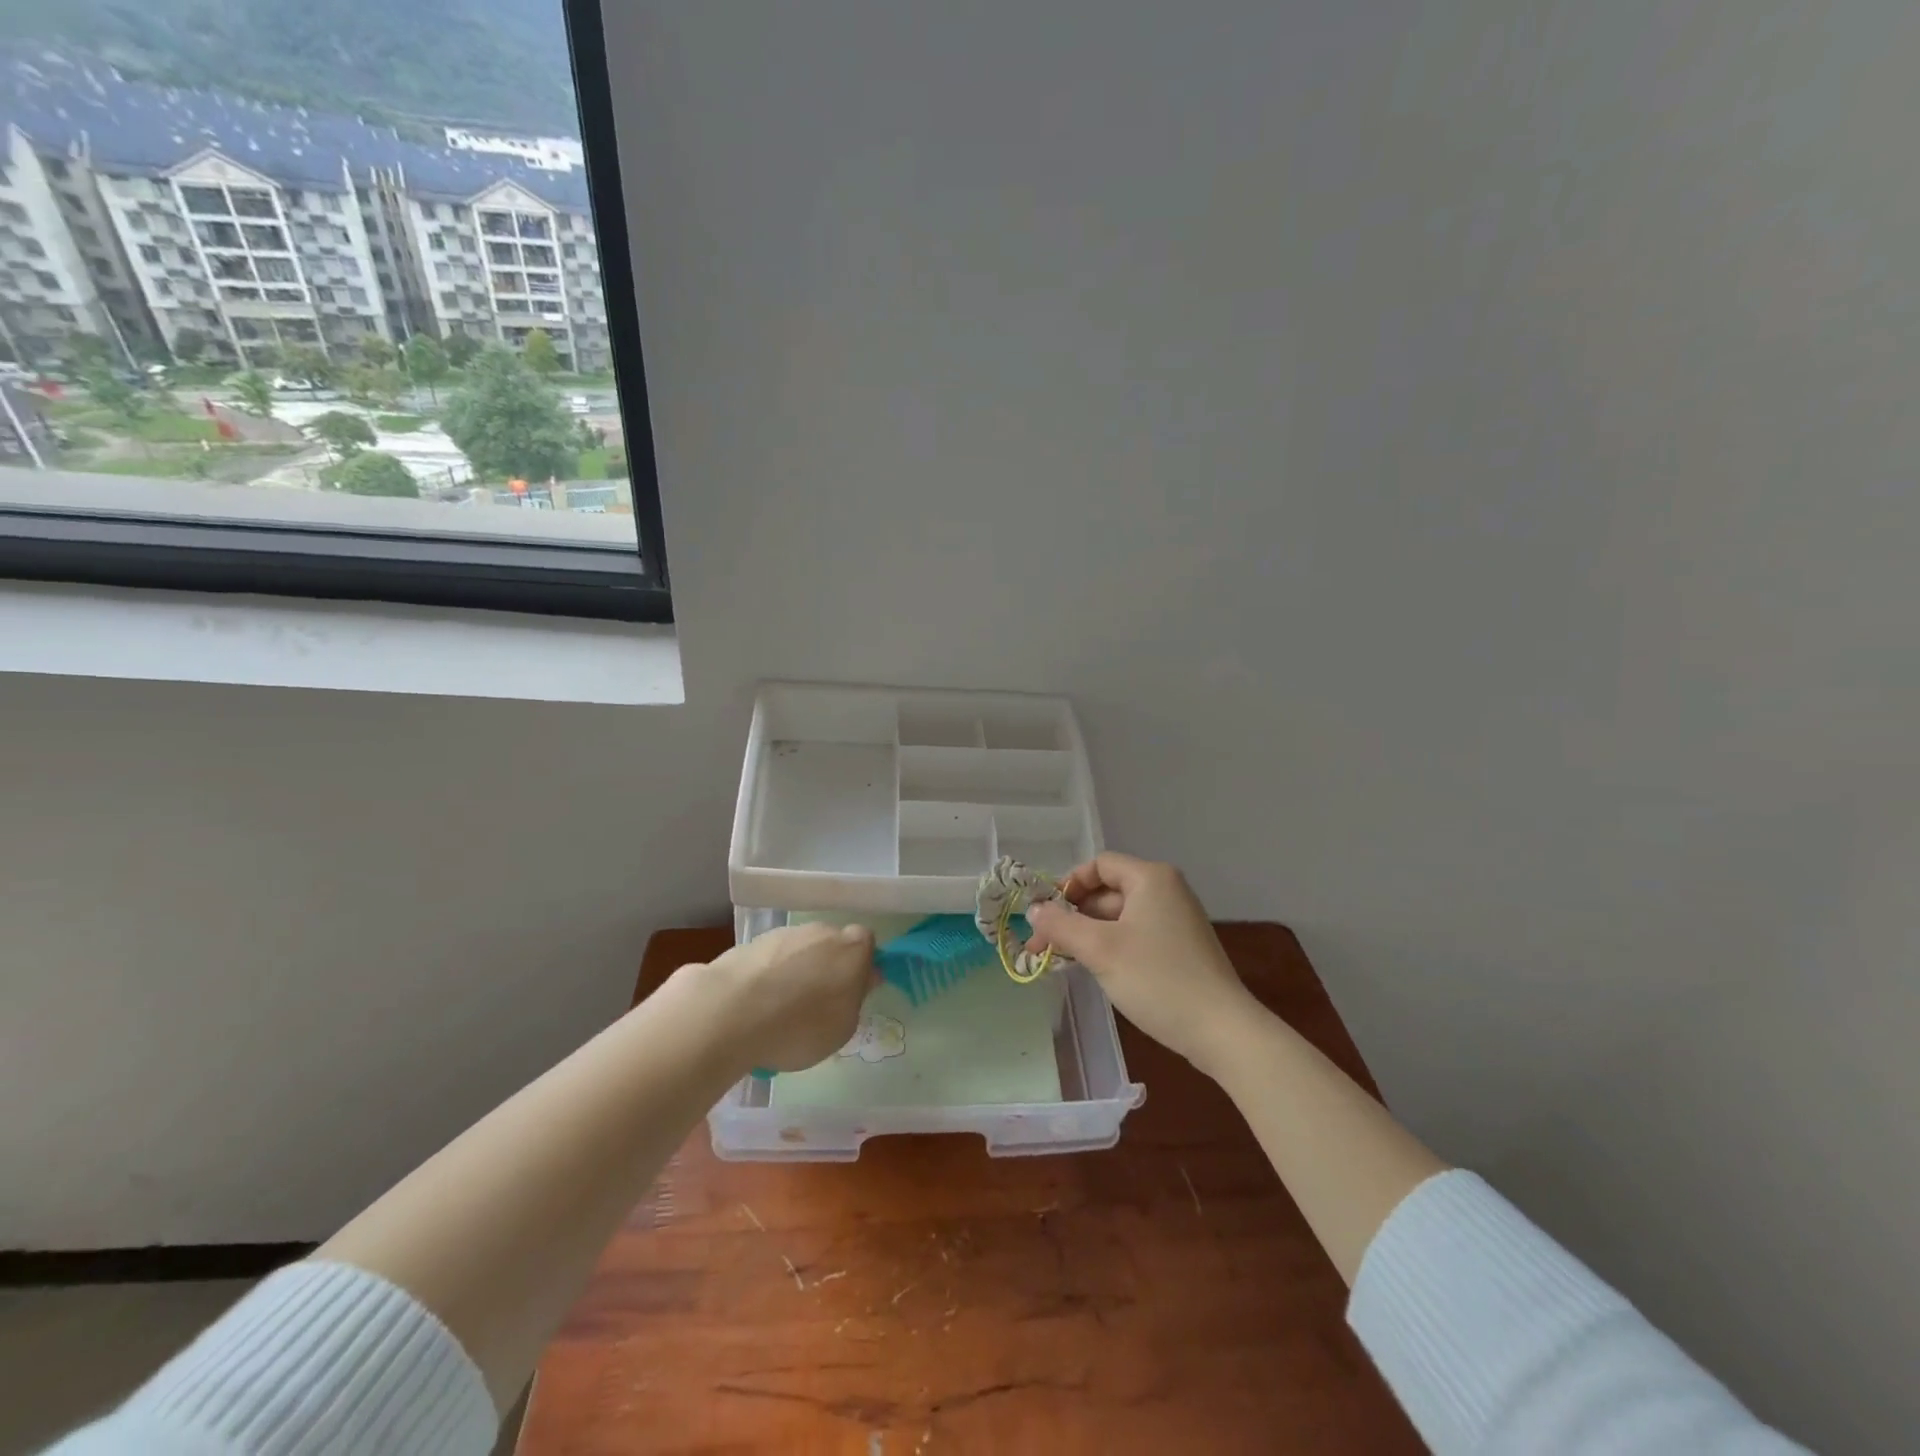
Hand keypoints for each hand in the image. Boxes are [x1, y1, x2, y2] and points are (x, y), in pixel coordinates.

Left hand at [688, 923, 877, 1072]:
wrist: (730, 1013)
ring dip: (794, 972)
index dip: (859, 967)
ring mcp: (783, 934)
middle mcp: (821, 931)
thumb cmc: (799, 1026)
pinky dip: (766, 977)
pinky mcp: (750, 943)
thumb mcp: (843, 1029)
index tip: (850, 993)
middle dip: (826, 967)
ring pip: (798, 951)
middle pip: (830, 944)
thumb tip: (859, 981)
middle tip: (816, 1004)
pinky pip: (768, 961)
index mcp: (853, 948)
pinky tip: (754, 1008)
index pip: (866, 944)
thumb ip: (854, 1000)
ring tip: (778, 1012)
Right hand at [1024, 853, 1259, 1076]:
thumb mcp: (1100, 949)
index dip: (1068, 884)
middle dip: (1073, 915)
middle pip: (1108, 891)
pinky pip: (1135, 935)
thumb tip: (1033, 911)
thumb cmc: (1157, 979)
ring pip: (1119, 917)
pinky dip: (1111, 946)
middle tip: (1042, 944)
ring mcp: (1176, 920)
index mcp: (1151, 878)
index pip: (1099, 865)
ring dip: (1088, 934)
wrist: (1221, 1030)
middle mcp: (1166, 891)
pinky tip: (1094, 969)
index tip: (1045, 913)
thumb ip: (1061, 925)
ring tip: (1061, 960)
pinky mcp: (1180, 948)